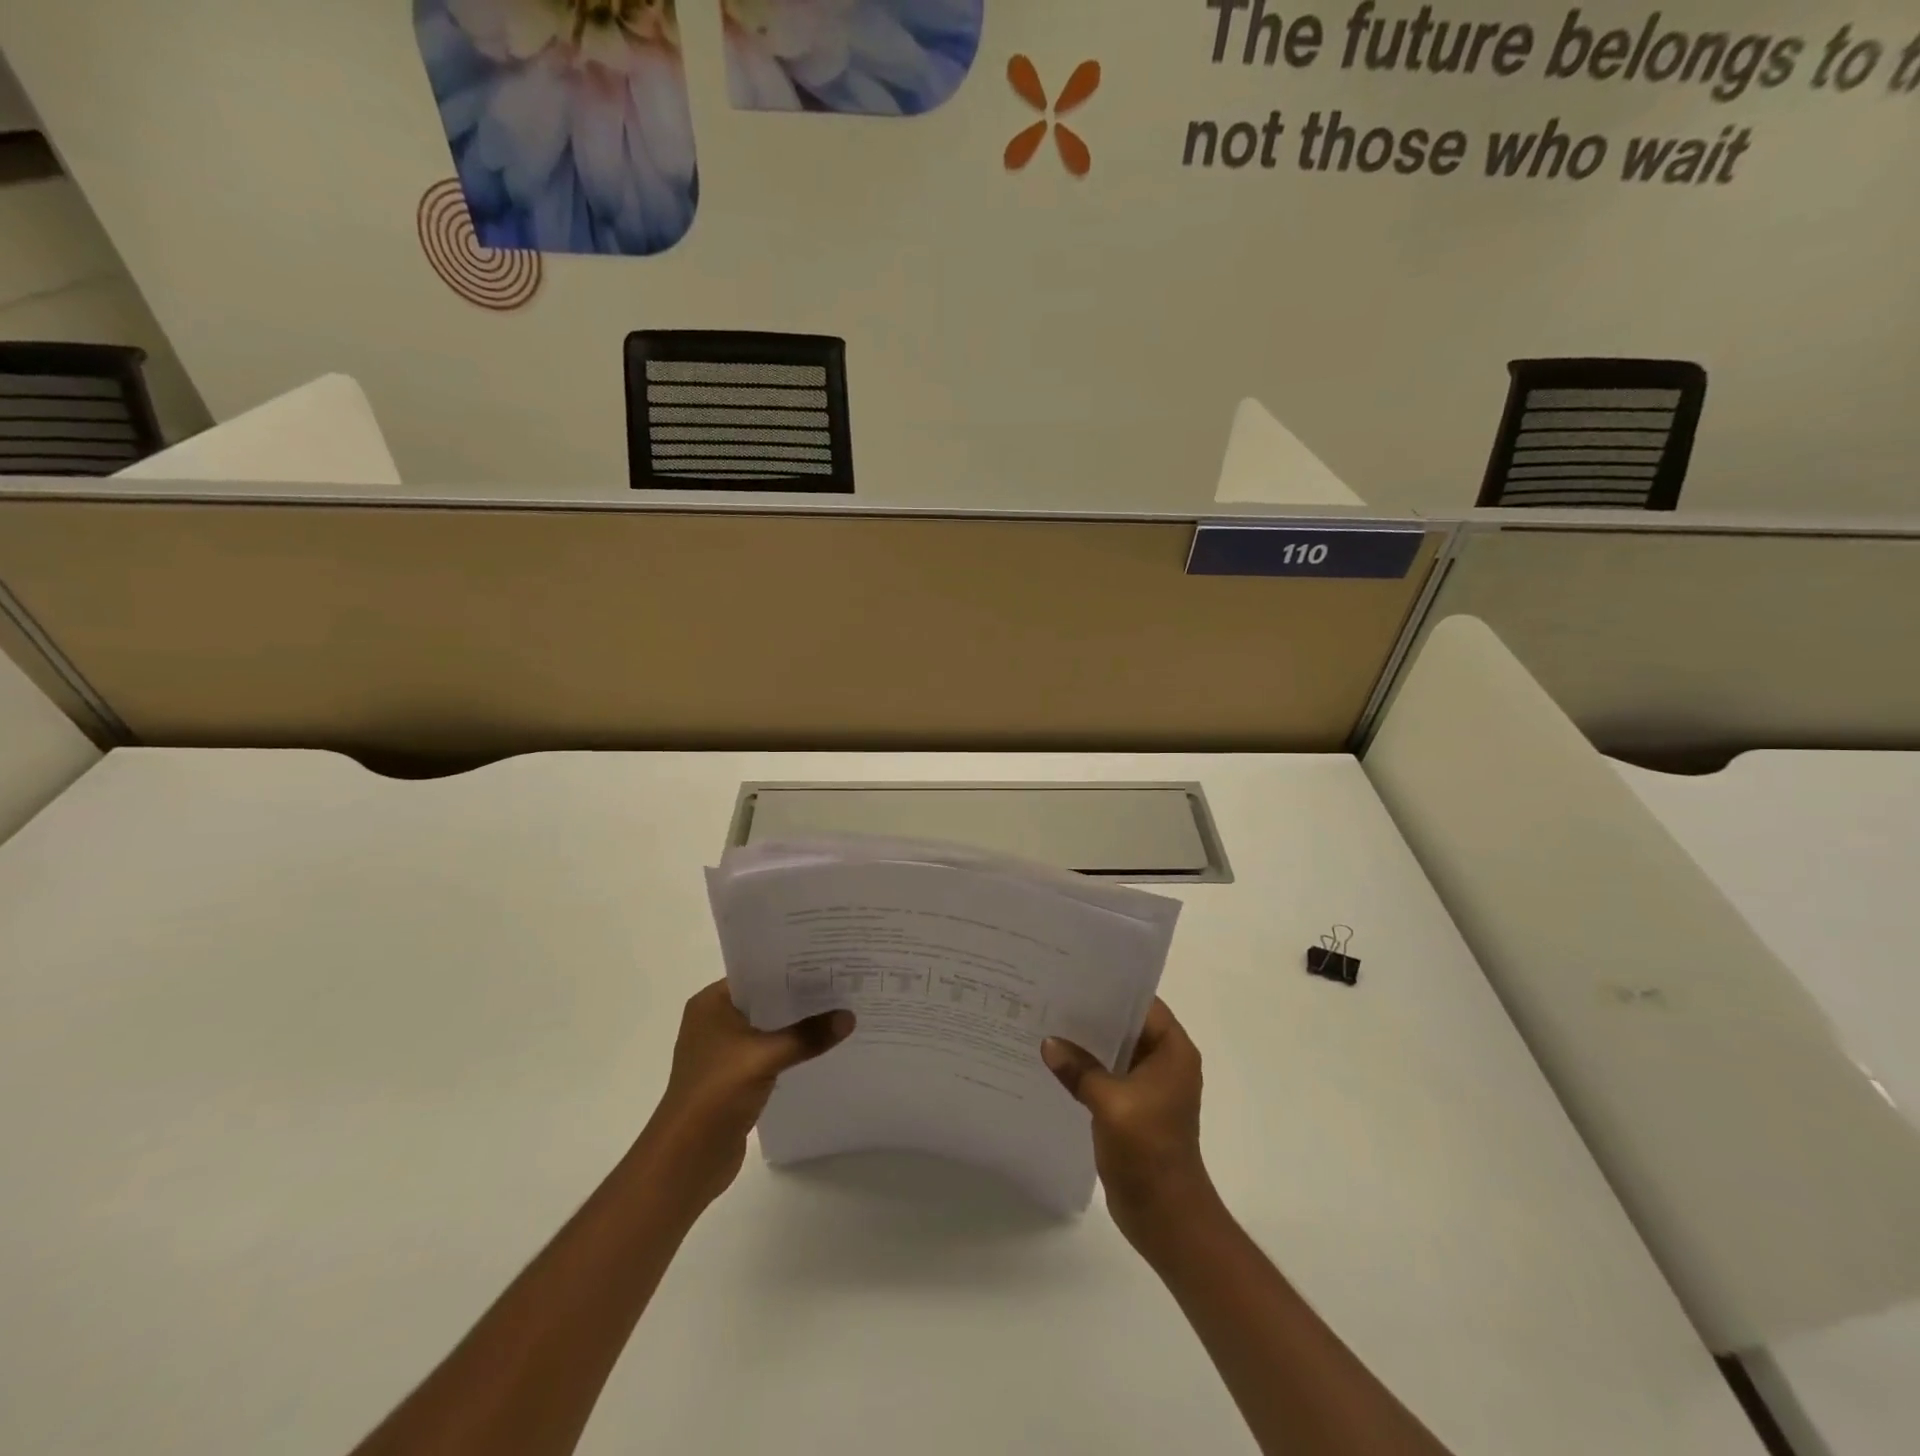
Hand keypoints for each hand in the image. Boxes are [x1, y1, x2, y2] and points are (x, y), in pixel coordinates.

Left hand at [643, 981, 854, 1209]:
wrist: (685, 1160)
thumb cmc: (716, 1094)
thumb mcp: (765, 1057)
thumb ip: (807, 1035)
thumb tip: (849, 1017)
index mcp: (711, 1004)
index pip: (756, 973)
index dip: (790, 967)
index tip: (828, 961)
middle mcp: (714, 1021)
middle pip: (765, 1000)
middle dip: (800, 996)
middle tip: (842, 984)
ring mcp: (723, 1052)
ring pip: (768, 1028)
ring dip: (796, 1025)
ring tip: (838, 1012)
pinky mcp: (734, 1078)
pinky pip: (769, 1053)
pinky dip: (791, 1050)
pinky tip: (820, 1048)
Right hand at [1042, 999, 1216, 1248]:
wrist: (1166, 1217)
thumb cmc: (1148, 1151)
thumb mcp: (1110, 1102)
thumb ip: (1079, 1069)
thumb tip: (1048, 1043)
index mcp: (1172, 1051)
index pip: (1142, 1004)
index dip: (1111, 989)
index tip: (1074, 975)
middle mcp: (1164, 1062)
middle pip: (1126, 1026)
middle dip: (1092, 1015)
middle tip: (1051, 995)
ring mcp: (1149, 1087)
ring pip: (1114, 1052)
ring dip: (1086, 1043)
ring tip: (1046, 1022)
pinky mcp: (1133, 1108)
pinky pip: (1107, 1076)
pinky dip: (1086, 1069)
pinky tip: (1055, 1062)